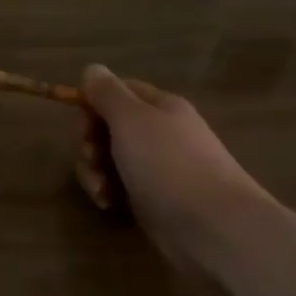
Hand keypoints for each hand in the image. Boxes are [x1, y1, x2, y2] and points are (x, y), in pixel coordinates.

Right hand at [76, 65, 273, 266]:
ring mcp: (159, 167)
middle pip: (110, 127)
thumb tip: (92, 69)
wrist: (212, 226)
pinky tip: (109, 205)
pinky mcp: (155, 199)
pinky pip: (121, 187)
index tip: (83, 124)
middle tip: (92, 159)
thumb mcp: (131, 119)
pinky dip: (109, 192)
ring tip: (100, 190)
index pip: (119, 91)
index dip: (94, 103)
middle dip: (91, 143)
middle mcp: (161, 133)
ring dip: (95, 171)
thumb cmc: (168, 164)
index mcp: (160, 106)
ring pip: (111, 159)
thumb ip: (107, 93)